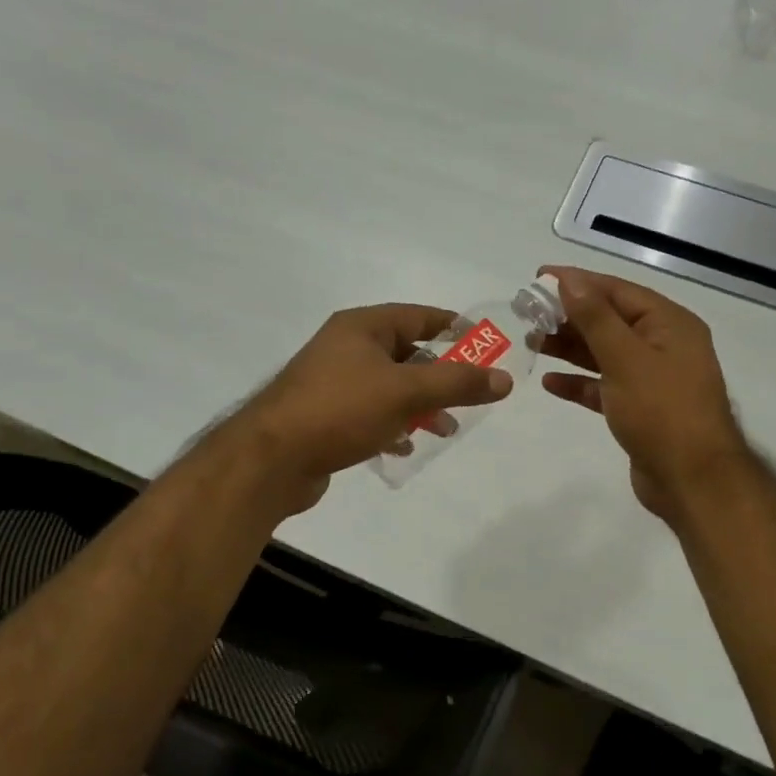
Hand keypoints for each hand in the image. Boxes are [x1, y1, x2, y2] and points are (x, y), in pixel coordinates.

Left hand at [222, 303, 512, 513]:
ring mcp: (333, 384)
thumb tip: (504, 379)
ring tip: (446, 429)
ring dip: (420, 405)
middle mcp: (346, 348)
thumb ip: (457, 383)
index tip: (485, 346)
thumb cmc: (340, 410)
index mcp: (362, 327)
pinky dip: (393, 425)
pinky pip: (370, 414)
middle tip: (472, 395)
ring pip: (390, 387)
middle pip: (406, 353)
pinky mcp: (326, 417)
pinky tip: (406, 445)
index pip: (418, 316)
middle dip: (441, 375)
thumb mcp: (406, 392)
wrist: (270, 459)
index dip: (454, 328)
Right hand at [538, 266, 748, 520]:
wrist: (692, 480)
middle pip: (610, 320)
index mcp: (669, 324)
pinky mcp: (639, 409)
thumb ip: (595, 317)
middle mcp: (663, 345)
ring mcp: (652, 379)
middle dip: (569, 316)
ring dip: (570, 348)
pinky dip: (579, 383)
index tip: (538, 278)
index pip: (617, 291)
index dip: (578, 282)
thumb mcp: (625, 358)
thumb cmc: (661, 411)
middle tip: (527, 315)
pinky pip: (604, 386)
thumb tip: (569, 279)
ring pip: (604, 353)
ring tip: (532, 343)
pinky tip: (550, 383)